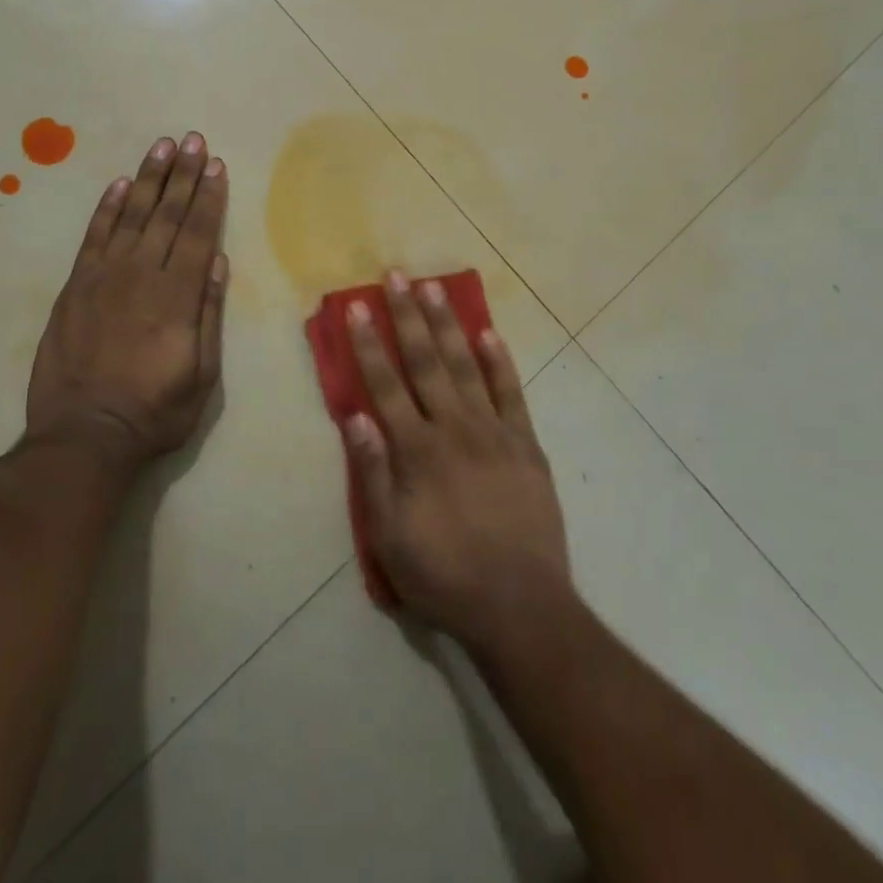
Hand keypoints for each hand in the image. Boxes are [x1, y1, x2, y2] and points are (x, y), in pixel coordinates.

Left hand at [25, 133, 229, 469]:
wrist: (83, 434)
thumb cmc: (155, 410)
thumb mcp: (202, 374)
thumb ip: (208, 314)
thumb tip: (218, 262)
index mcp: (177, 296)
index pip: (197, 234)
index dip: (209, 197)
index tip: (216, 165)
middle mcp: (141, 275)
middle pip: (166, 215)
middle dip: (182, 175)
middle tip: (192, 139)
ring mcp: (102, 277)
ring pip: (130, 216)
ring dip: (147, 179)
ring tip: (161, 147)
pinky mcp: (74, 287)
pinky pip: (93, 237)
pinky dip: (106, 208)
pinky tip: (119, 185)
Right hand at [342, 272, 570, 653]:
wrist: (520, 606)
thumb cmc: (444, 575)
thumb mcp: (390, 537)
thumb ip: (372, 473)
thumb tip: (356, 416)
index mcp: (417, 450)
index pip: (385, 384)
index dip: (369, 344)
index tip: (358, 308)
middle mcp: (454, 428)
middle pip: (426, 361)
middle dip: (408, 316)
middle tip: (397, 276)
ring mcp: (494, 432)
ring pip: (466, 366)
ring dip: (448, 324)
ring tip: (435, 288)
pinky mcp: (526, 444)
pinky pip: (511, 393)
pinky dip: (499, 361)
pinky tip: (488, 333)